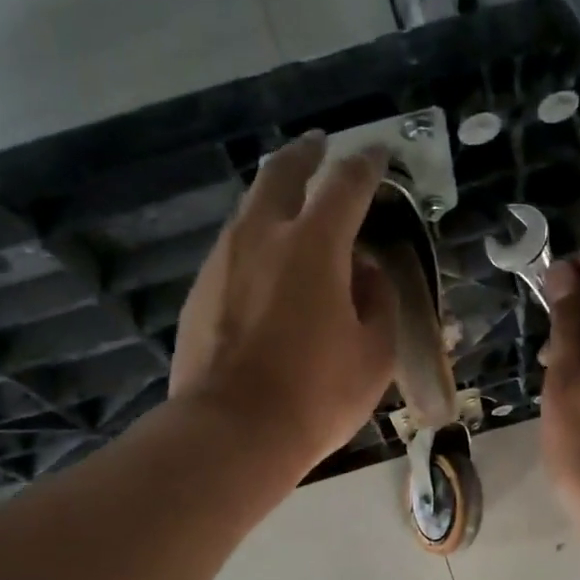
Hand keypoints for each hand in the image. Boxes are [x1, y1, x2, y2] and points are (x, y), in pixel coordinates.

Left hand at [170, 133, 397, 474]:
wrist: (230, 432)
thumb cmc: (316, 394)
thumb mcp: (373, 353)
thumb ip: (378, 301)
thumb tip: (365, 273)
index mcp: (314, 245)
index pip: (345, 185)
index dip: (366, 164)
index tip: (378, 152)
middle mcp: (262, 236)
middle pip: (281, 174)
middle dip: (305, 155)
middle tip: (319, 147)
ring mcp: (223, 260)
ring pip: (250, 208)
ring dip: (274, 195)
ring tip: (292, 202)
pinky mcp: (200, 289)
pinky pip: (234, 247)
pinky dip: (256, 238)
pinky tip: (266, 262)